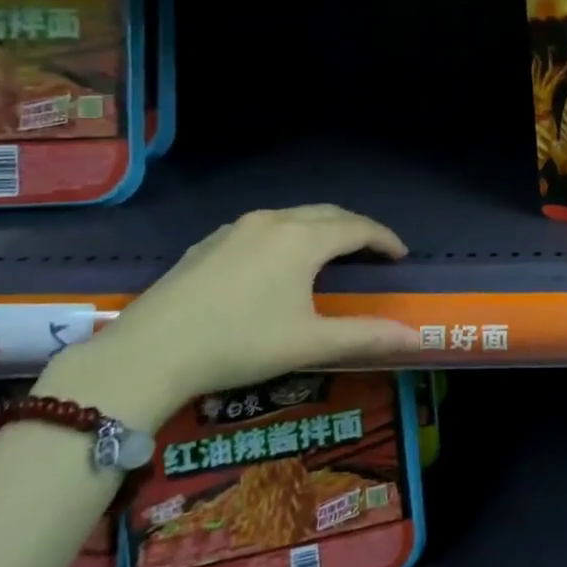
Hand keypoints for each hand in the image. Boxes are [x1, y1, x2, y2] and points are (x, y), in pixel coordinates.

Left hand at [36, 205, 417, 428]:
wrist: (149, 352)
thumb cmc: (240, 344)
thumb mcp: (310, 343)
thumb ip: (367, 336)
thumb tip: (417, 339)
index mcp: (303, 239)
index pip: (358, 228)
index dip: (384, 239)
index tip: (401, 256)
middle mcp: (273, 221)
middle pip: (328, 214)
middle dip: (356, 229)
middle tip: (372, 252)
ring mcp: (236, 228)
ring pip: (293, 217)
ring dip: (320, 229)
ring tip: (331, 255)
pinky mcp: (209, 242)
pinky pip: (262, 228)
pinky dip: (287, 236)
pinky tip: (277, 264)